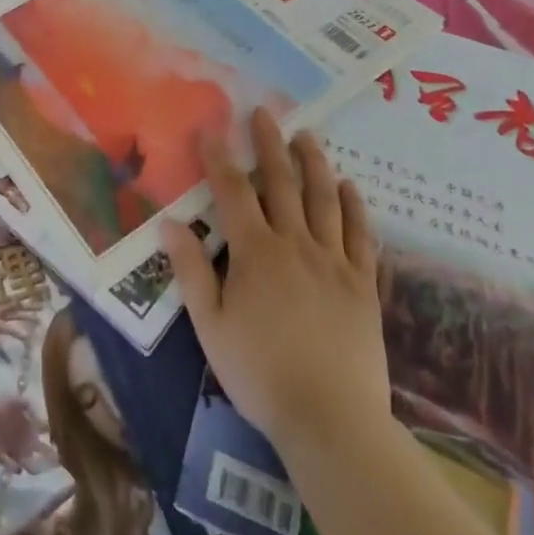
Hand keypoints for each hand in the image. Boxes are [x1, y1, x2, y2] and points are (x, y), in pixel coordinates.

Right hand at [160, 108, 390, 454]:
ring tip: (307, 136)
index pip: (232, 191)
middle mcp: (294, 243)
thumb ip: (192, 270)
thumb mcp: (211, 326)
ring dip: (313, 163)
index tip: (210, 129)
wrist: (331, 422)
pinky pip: (361, 236)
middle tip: (264, 113)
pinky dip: (354, 208)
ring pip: (323, 199)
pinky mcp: (363, 285)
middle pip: (280, 183)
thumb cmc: (260, 374)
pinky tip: (349, 186)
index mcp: (255, 251)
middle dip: (269, 144)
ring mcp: (333, 261)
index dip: (219, 157)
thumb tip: (170, 223)